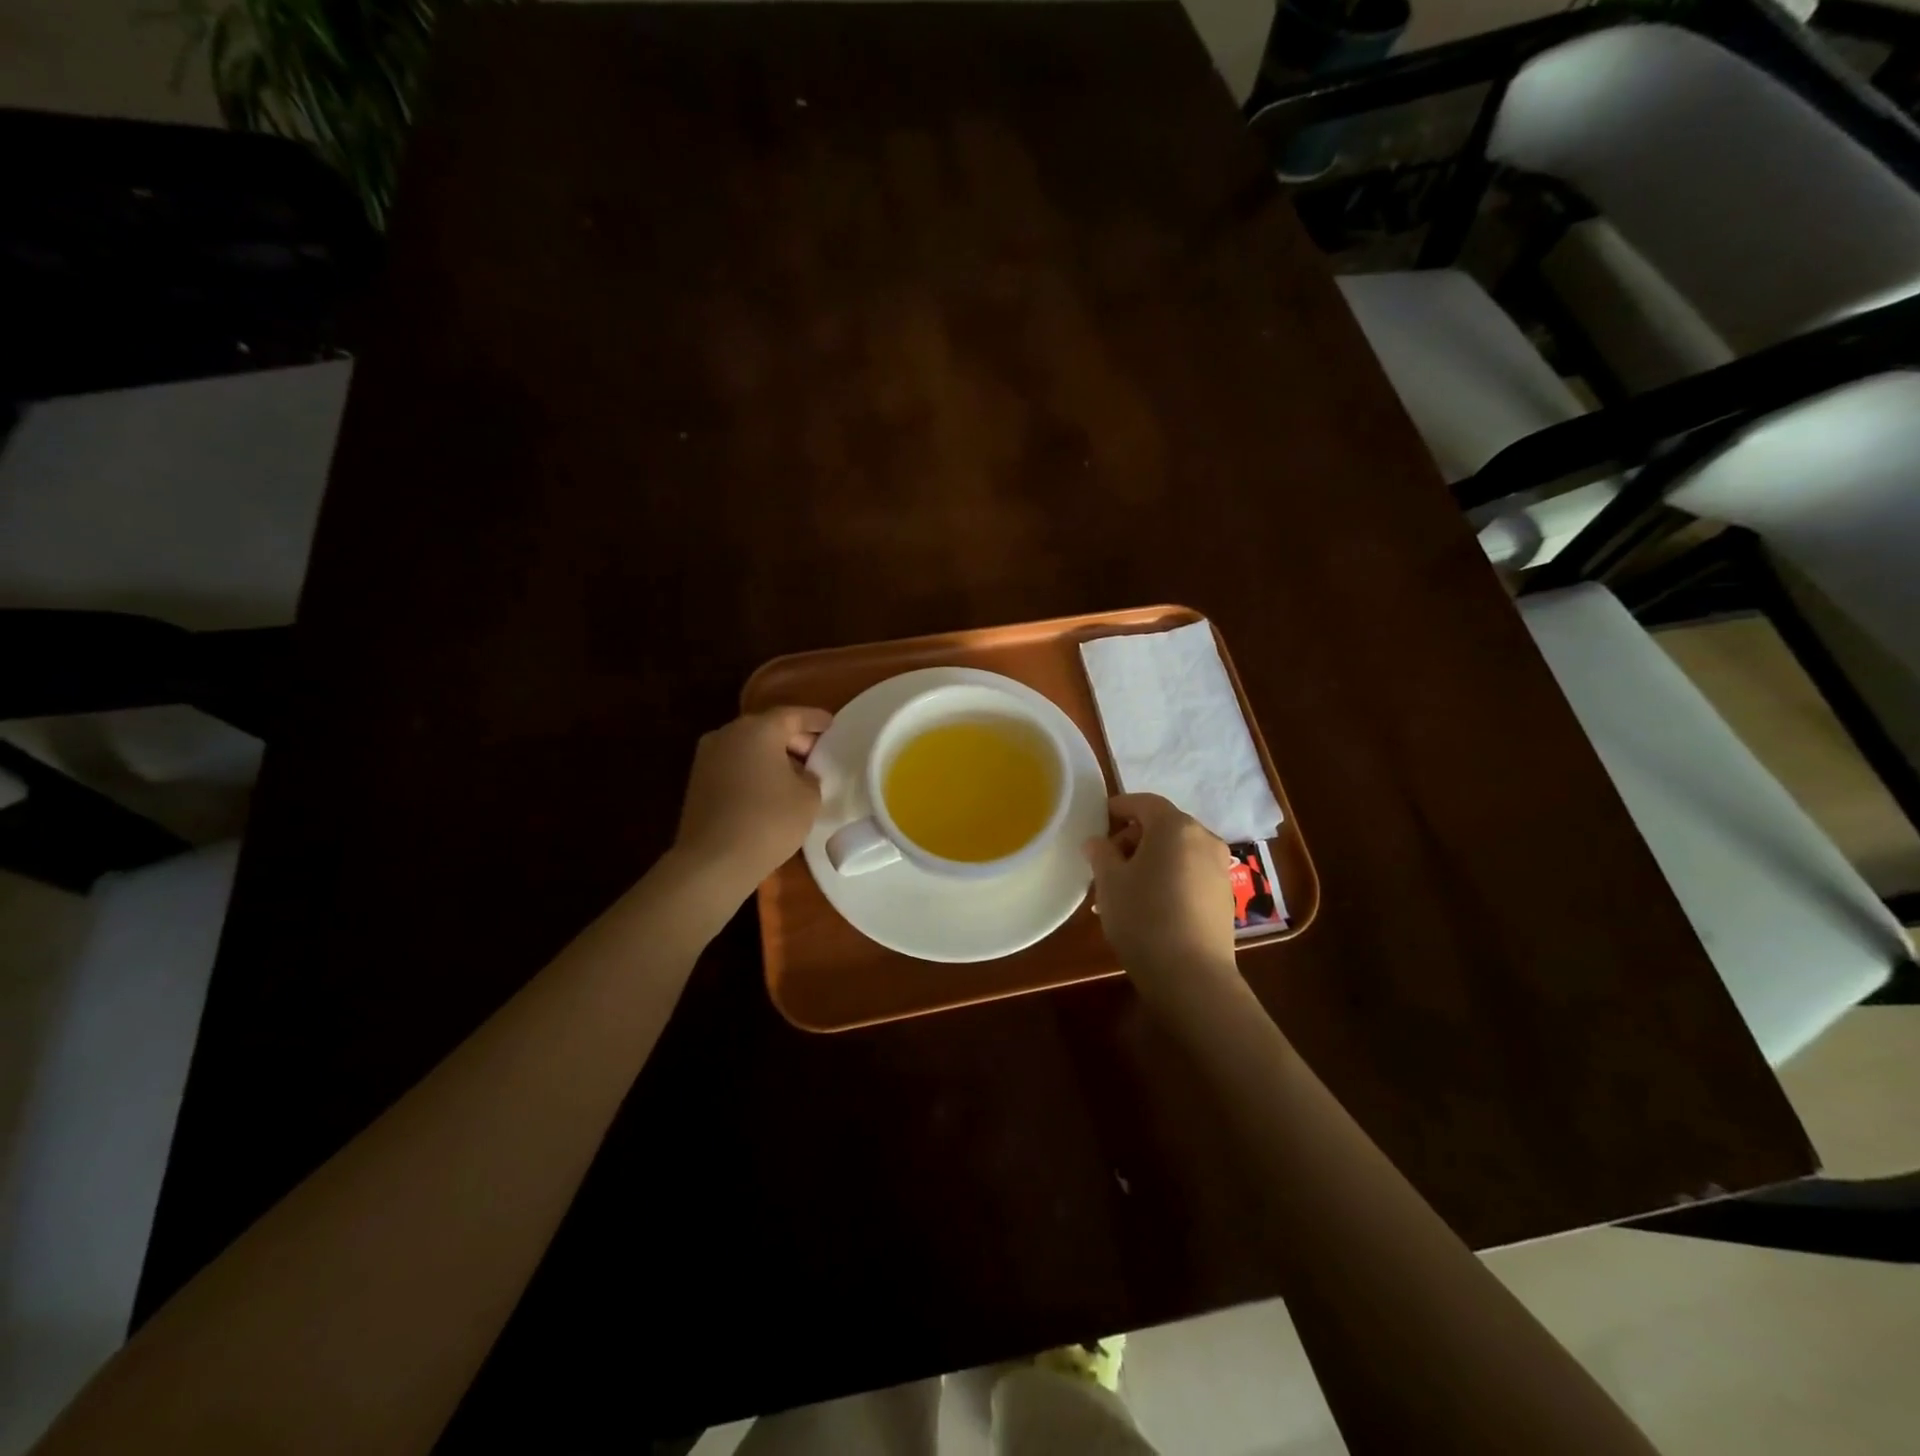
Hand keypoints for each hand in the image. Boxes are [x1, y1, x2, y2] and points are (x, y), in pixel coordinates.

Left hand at [672, 707, 832, 899]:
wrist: (713, 860)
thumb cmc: (769, 821)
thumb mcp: (808, 797)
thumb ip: (810, 777)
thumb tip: (801, 774)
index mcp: (759, 729)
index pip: (794, 715)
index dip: (815, 720)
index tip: (831, 725)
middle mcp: (728, 733)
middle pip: (768, 728)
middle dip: (793, 739)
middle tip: (816, 755)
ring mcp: (708, 756)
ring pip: (749, 746)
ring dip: (772, 756)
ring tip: (795, 775)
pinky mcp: (698, 780)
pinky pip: (734, 765)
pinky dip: (754, 770)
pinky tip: (769, 790)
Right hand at [1084, 793, 1238, 1003]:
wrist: (1192, 976)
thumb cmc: (1143, 917)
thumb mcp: (1109, 882)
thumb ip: (1101, 853)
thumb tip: (1098, 842)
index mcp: (1175, 826)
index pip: (1144, 802)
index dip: (1119, 807)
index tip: (1099, 818)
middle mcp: (1203, 839)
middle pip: (1163, 826)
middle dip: (1133, 838)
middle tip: (1106, 860)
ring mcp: (1219, 868)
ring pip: (1177, 852)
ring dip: (1150, 860)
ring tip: (1124, 888)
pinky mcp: (1224, 896)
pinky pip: (1190, 873)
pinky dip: (1168, 877)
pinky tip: (1149, 904)